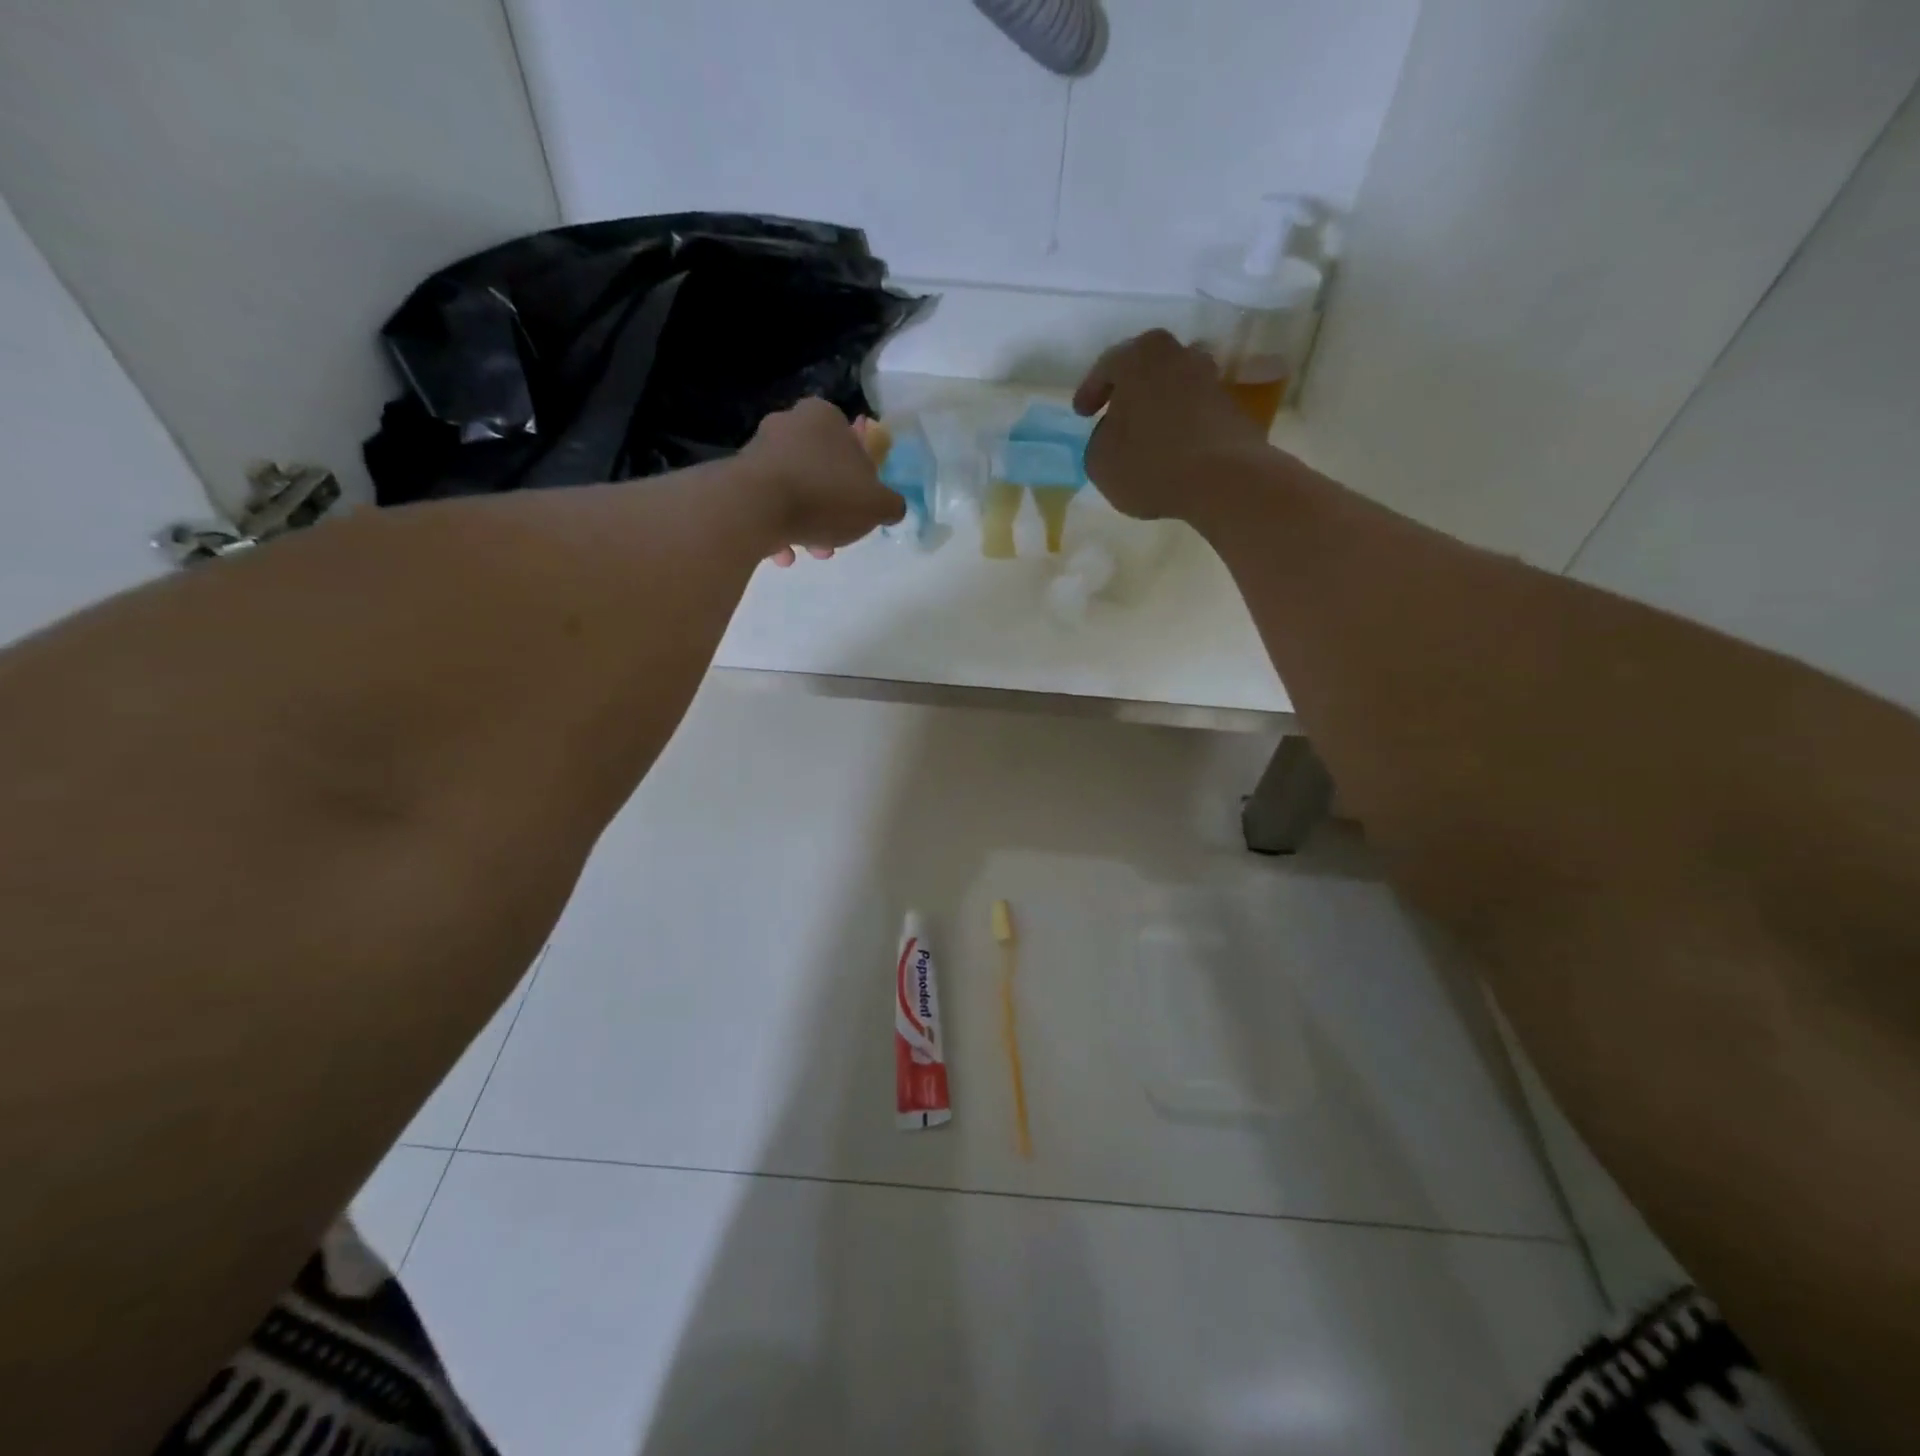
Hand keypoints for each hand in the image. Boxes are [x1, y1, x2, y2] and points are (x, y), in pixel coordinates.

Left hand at [739, 398, 904, 566]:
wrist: (755, 507)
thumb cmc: (825, 496)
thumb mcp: (877, 505)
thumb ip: (891, 504)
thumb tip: (891, 507)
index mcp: (824, 417)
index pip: (852, 444)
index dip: (861, 481)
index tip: (860, 509)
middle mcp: (789, 423)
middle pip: (822, 471)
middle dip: (831, 509)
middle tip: (836, 537)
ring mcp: (758, 449)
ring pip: (795, 490)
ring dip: (807, 523)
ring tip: (810, 552)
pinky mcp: (736, 476)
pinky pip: (767, 504)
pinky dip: (778, 528)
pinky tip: (783, 554)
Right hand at [1073, 330, 1268, 519]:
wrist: (1223, 480)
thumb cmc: (1149, 463)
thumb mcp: (1099, 460)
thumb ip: (1099, 440)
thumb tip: (1113, 434)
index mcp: (1139, 357)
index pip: (1106, 367)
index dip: (1090, 391)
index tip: (1082, 413)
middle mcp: (1178, 355)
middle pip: (1147, 369)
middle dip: (1130, 391)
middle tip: (1115, 415)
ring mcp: (1211, 378)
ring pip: (1174, 387)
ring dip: (1159, 407)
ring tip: (1146, 434)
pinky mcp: (1232, 407)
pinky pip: (1195, 411)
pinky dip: (1181, 425)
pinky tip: (1172, 449)